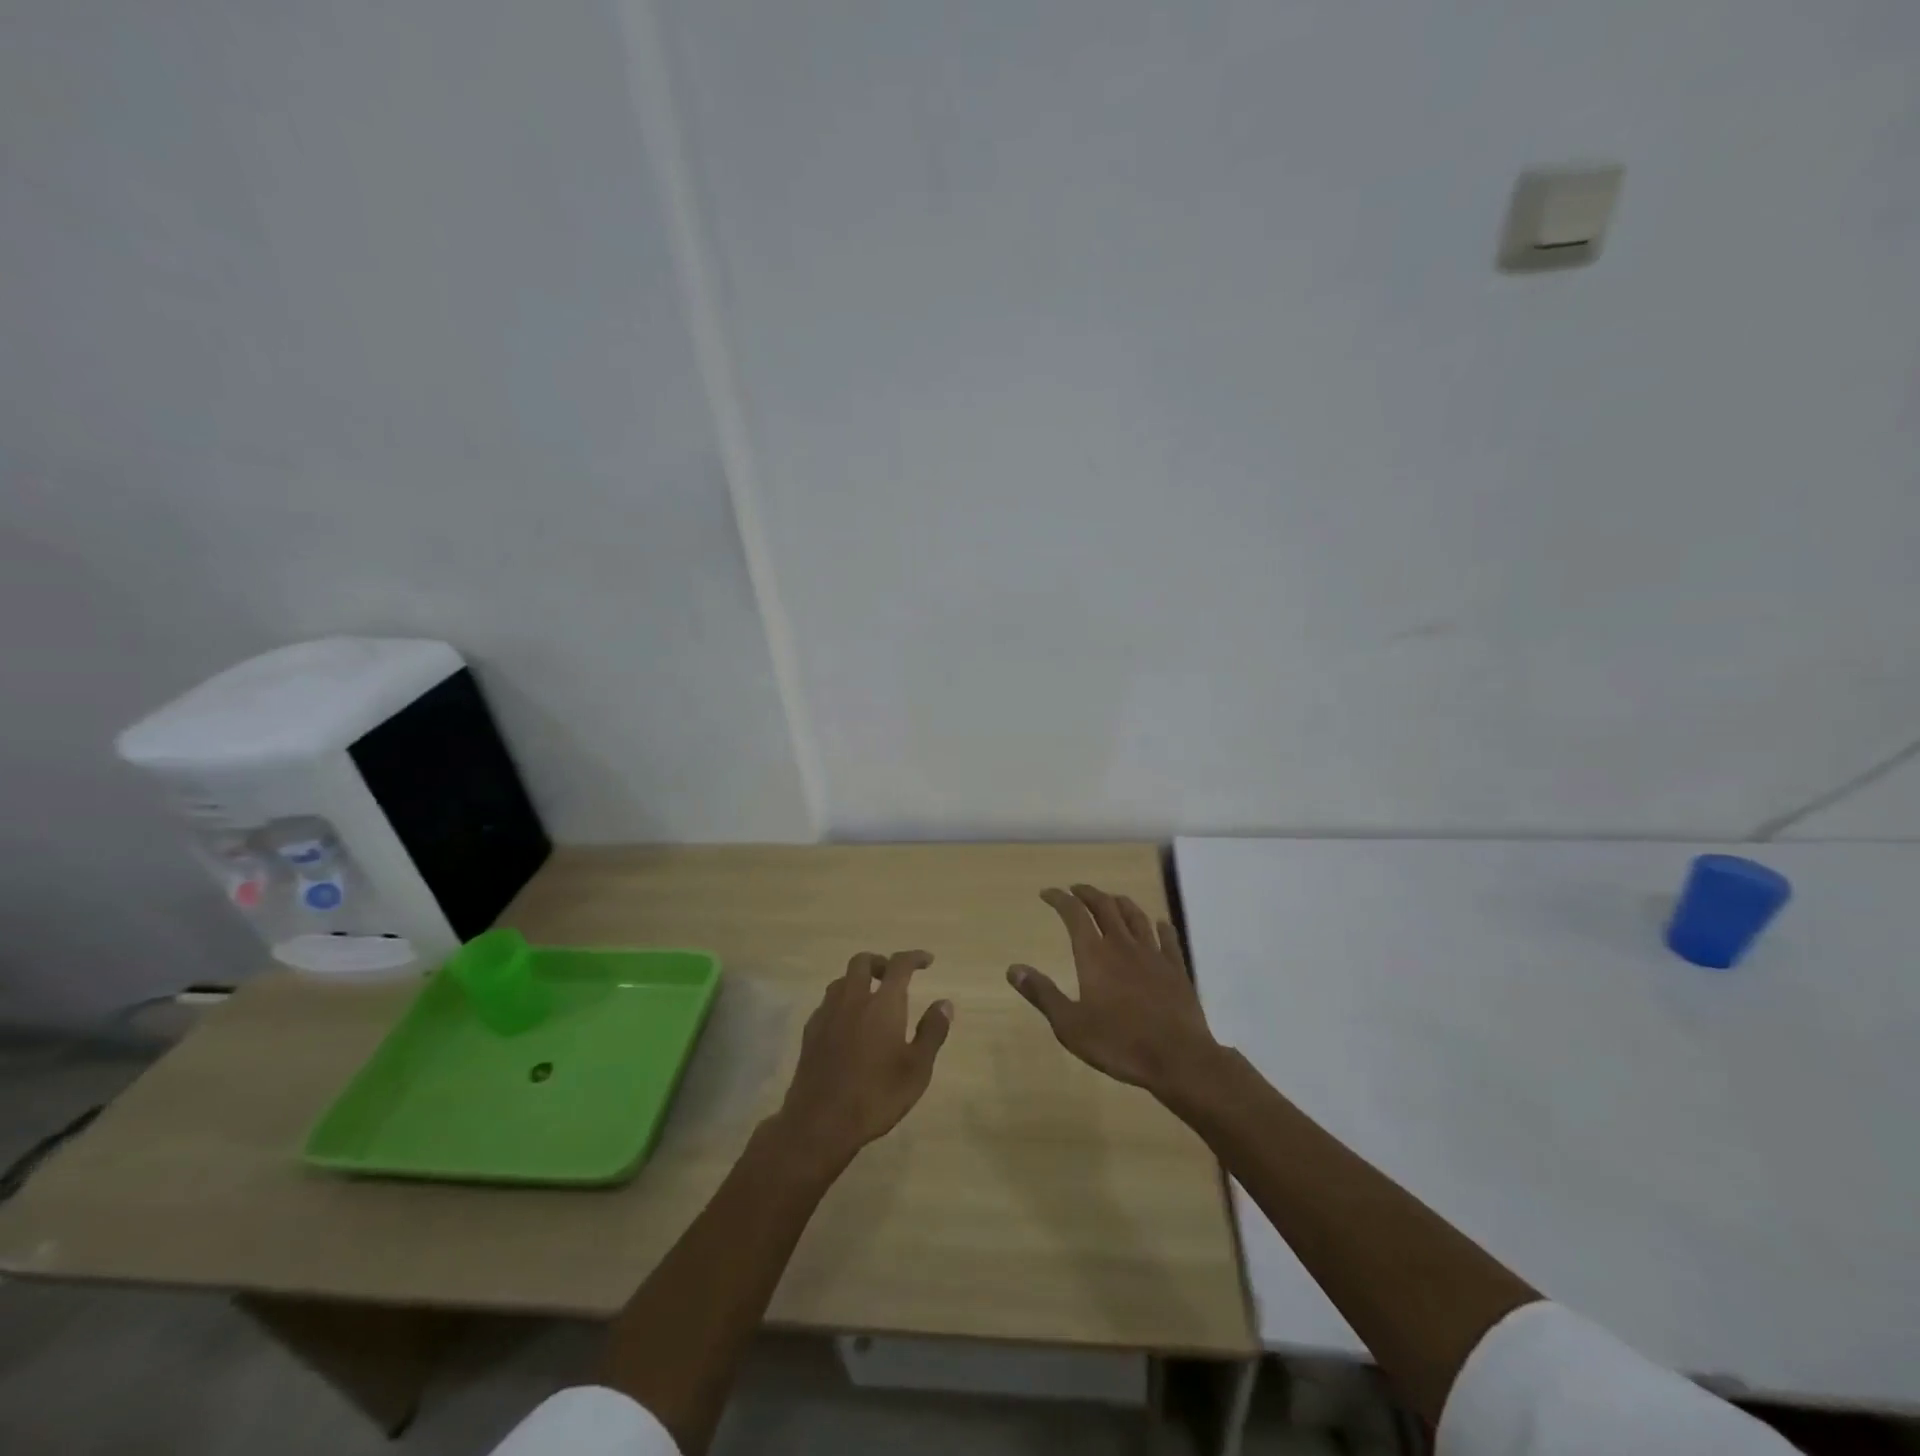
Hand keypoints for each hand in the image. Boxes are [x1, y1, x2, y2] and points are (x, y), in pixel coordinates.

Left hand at [771, 950, 952, 1175]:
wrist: (819, 1122)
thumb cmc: (876, 1096)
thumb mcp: (917, 1069)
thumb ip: (932, 1032)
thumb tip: (944, 1003)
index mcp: (883, 1004)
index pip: (899, 965)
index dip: (914, 957)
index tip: (927, 961)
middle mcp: (853, 1000)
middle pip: (862, 962)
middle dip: (881, 962)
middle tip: (894, 976)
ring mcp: (827, 1014)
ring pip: (841, 980)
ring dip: (858, 980)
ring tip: (871, 998)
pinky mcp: (810, 1032)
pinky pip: (827, 1002)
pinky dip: (842, 1001)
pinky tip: (847, 1024)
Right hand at [1008, 885, 1219, 1096]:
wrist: (1178, 1058)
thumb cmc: (1119, 1044)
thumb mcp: (1070, 1025)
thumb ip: (1042, 994)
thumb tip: (1013, 969)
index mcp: (1095, 955)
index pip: (1074, 914)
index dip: (1059, 899)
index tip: (1047, 893)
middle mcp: (1123, 945)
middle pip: (1105, 906)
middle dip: (1088, 894)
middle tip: (1076, 890)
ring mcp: (1153, 955)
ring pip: (1136, 916)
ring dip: (1120, 903)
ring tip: (1111, 899)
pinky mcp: (1176, 969)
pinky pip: (1168, 938)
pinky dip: (1160, 926)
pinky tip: (1159, 924)